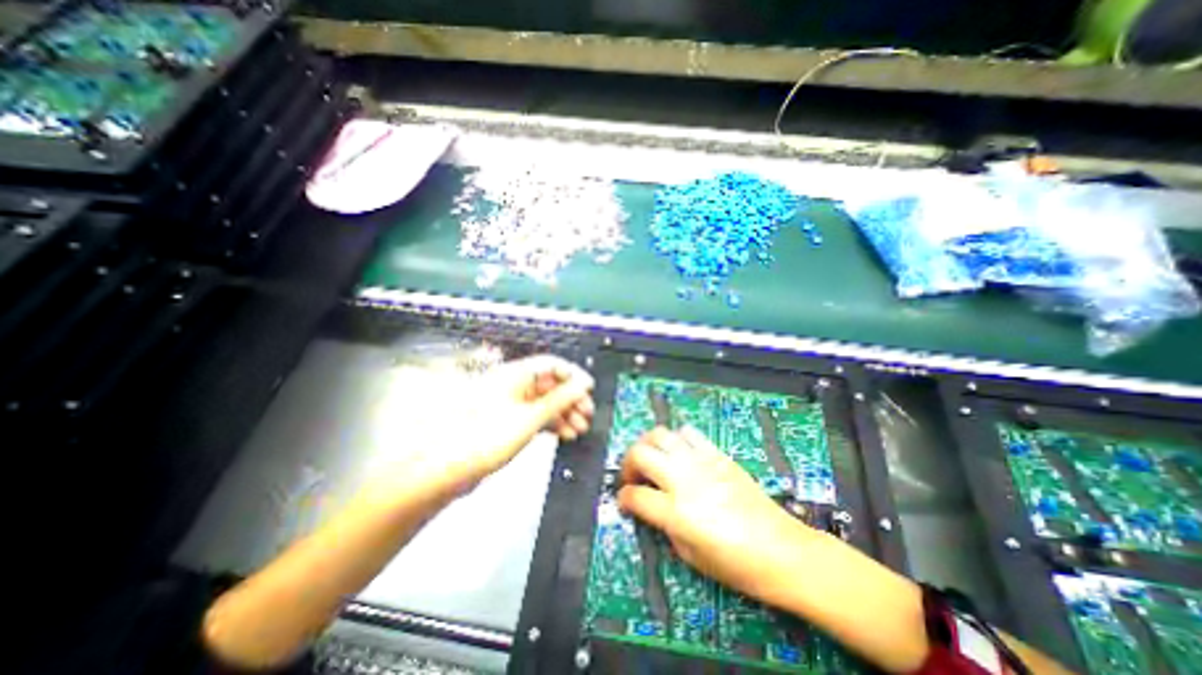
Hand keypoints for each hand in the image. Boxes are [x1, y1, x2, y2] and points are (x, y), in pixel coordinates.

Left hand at [396, 355, 595, 495]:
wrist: (447, 471)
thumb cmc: (486, 439)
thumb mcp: (529, 419)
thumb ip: (559, 400)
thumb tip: (583, 385)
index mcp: (515, 375)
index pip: (551, 364)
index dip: (572, 375)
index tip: (589, 389)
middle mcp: (514, 385)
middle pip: (550, 384)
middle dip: (570, 398)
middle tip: (587, 413)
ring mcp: (512, 404)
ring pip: (545, 401)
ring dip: (564, 413)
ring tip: (579, 428)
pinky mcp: (509, 420)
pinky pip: (536, 415)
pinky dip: (551, 423)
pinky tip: (564, 434)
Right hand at [619, 426, 817, 600]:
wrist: (780, 549)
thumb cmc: (736, 564)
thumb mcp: (690, 555)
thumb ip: (664, 526)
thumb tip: (650, 507)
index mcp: (675, 512)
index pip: (635, 495)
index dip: (623, 497)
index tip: (624, 499)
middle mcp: (682, 479)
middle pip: (640, 454)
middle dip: (628, 463)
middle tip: (633, 476)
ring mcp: (700, 462)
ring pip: (661, 434)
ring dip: (649, 444)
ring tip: (653, 458)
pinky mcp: (717, 454)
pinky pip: (689, 433)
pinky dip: (678, 439)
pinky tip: (681, 453)